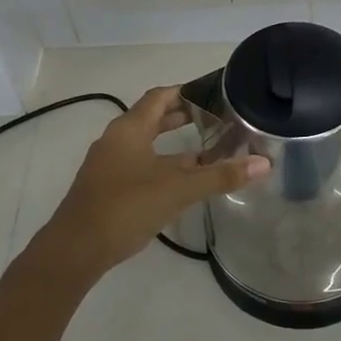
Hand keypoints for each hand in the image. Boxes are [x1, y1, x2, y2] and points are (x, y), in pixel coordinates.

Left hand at [39, 86, 268, 279]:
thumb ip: (220, 175)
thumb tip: (264, 163)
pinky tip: (181, 181)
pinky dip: (162, 163)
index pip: (160, 96)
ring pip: (146, 143)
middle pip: (152, 117)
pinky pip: (139, 163)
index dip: (186, 91)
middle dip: (182, 116)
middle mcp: (116, 139)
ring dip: (173, 143)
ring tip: (206, 148)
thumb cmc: (126, 207)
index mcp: (129, 128)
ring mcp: (108, 164)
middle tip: (216, 118)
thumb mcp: (178, 189)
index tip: (214, 93)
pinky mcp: (106, 186)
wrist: (76, 249)